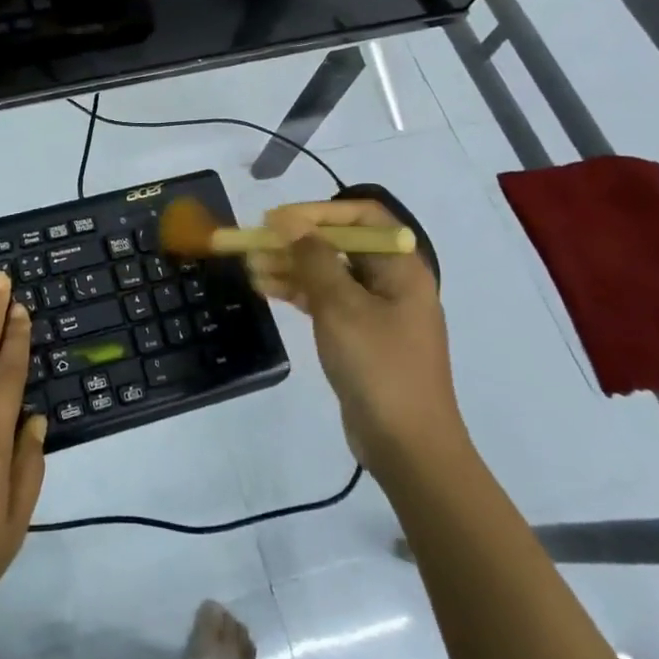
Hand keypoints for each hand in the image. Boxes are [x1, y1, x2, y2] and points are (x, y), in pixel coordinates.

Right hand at [250, 200, 460, 465]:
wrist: (408, 446)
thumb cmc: (378, 366)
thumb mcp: (341, 306)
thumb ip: (314, 258)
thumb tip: (289, 221)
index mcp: (401, 266)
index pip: (362, 216)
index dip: (318, 211)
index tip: (278, 219)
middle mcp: (392, 280)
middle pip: (341, 244)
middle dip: (296, 241)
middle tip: (255, 243)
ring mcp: (377, 309)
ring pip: (329, 273)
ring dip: (291, 266)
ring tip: (250, 267)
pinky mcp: (361, 335)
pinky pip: (327, 300)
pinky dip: (299, 292)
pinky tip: (266, 289)